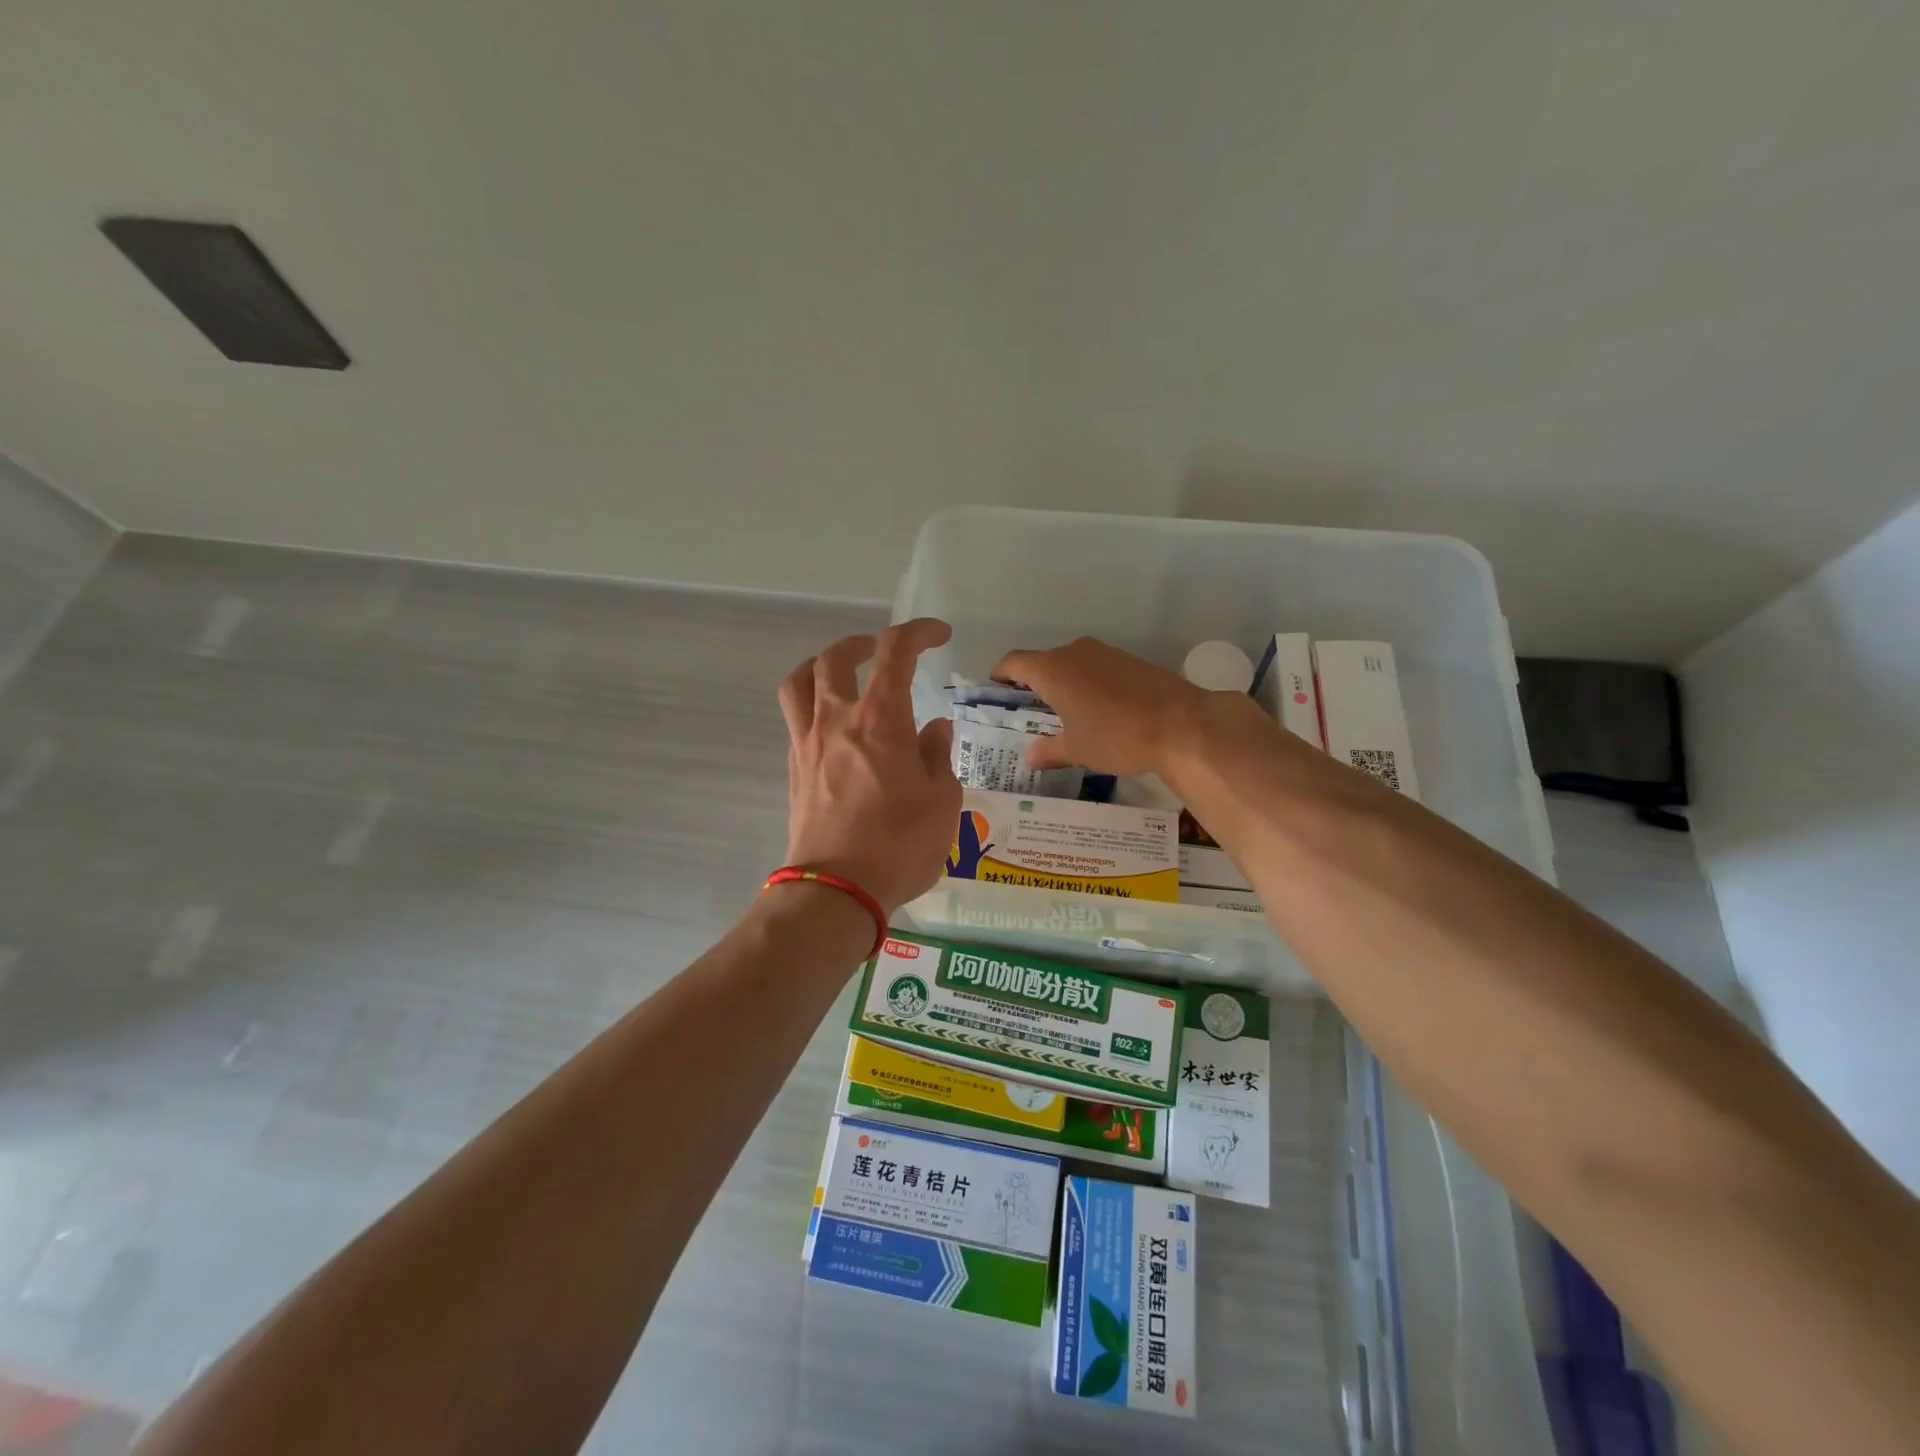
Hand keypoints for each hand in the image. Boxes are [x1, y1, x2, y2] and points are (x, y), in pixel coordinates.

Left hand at [779, 619, 962, 912]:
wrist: (836, 890)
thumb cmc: (899, 844)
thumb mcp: (942, 800)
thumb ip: (938, 755)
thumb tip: (933, 728)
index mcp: (881, 719)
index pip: (895, 652)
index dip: (918, 632)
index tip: (939, 635)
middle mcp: (837, 720)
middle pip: (835, 658)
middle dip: (862, 644)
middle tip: (883, 652)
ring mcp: (808, 744)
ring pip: (799, 682)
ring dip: (821, 665)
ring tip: (841, 674)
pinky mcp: (795, 770)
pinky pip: (796, 719)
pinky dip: (813, 706)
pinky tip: (835, 727)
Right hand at [992, 637, 1209, 776]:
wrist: (1182, 725)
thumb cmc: (1116, 736)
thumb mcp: (1077, 750)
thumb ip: (1049, 750)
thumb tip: (1030, 755)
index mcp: (1052, 670)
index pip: (1013, 662)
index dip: (1001, 676)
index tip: (997, 694)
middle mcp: (1074, 652)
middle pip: (1042, 662)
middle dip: (1033, 685)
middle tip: (1031, 714)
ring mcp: (1105, 653)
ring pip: (1072, 664)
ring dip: (1064, 684)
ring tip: (1066, 715)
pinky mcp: (1130, 660)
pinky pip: (1096, 668)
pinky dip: (1089, 685)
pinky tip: (1099, 711)